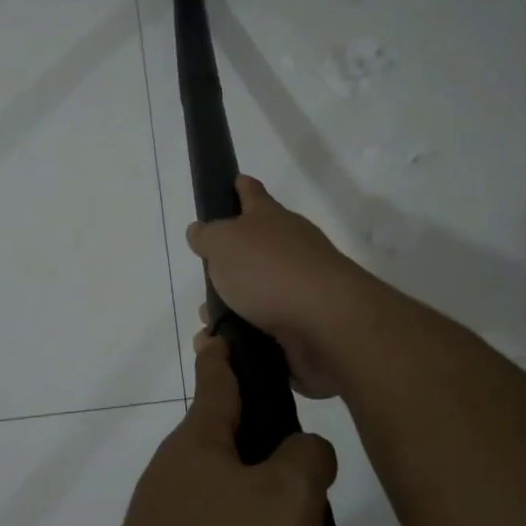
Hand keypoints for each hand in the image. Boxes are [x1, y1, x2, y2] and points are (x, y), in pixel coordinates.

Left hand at [91, 334, 337, 525]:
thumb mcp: (288, 501)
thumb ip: (306, 459)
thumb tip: (303, 451)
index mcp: (198, 443)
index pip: (217, 379)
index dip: (226, 352)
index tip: (221, 328)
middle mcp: (175, 477)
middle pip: (231, 447)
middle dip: (274, 458)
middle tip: (321, 483)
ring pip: (237, 508)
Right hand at [186, 176, 378, 398]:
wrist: (325, 323)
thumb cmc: (269, 271)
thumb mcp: (224, 243)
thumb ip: (208, 236)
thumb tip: (200, 231)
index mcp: (270, 219)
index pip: (253, 194)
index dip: (241, 187)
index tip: (234, 182)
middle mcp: (290, 247)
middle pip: (257, 246)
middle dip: (231, 259)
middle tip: (206, 273)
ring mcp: (300, 286)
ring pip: (259, 291)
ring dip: (233, 304)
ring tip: (208, 320)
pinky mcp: (305, 324)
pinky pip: (266, 326)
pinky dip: (246, 333)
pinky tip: (226, 343)